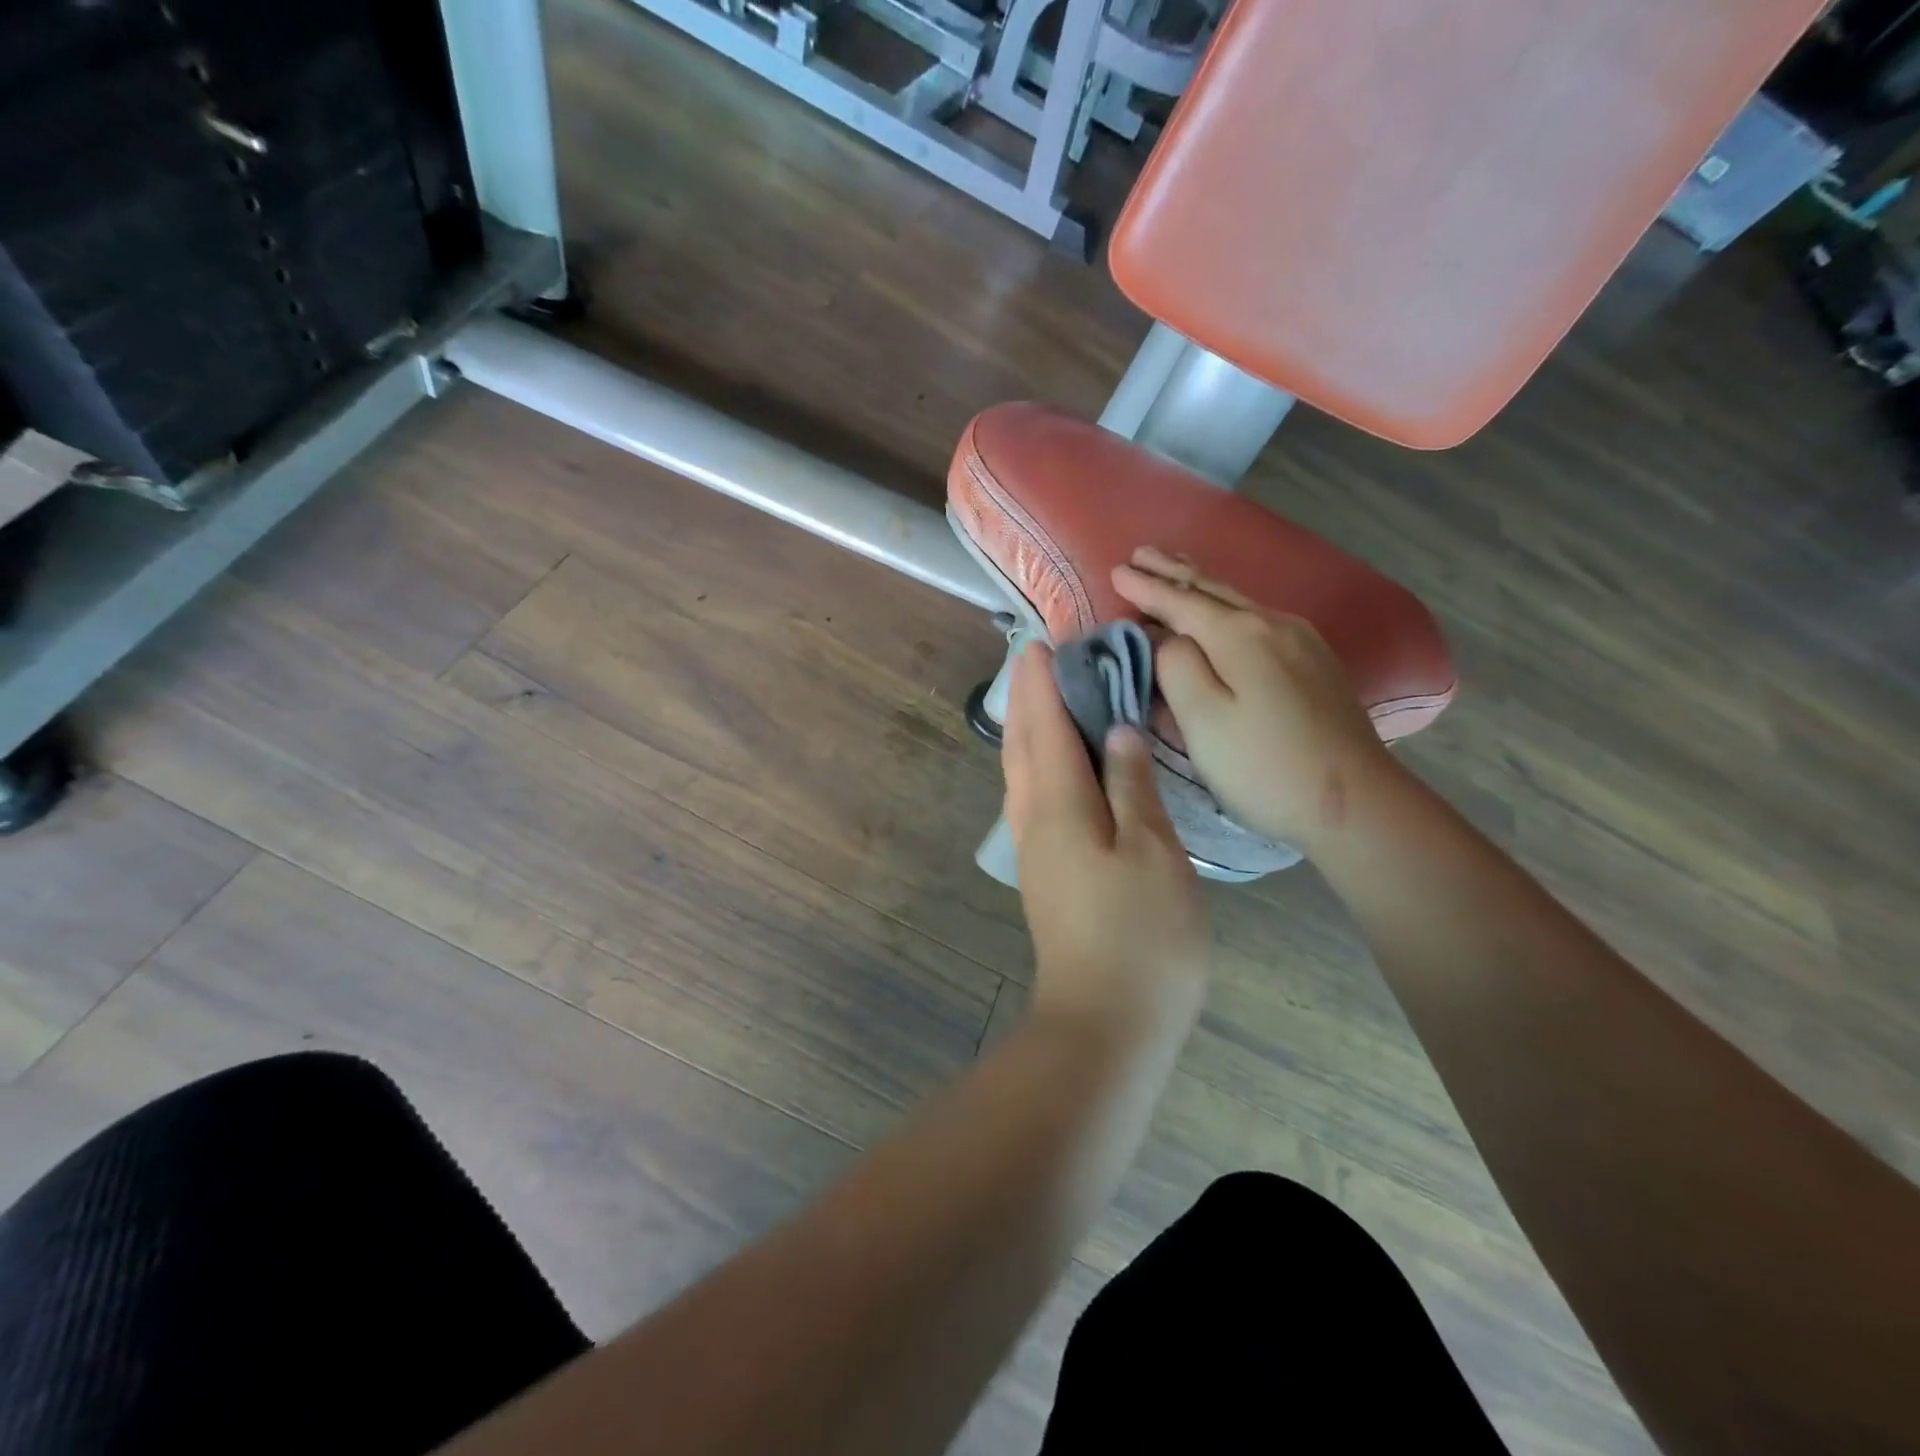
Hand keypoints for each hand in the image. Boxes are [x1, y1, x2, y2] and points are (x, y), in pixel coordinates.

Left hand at [1001, 643, 1210, 1052]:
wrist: (1106, 1021)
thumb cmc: (1141, 934)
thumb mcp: (1153, 850)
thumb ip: (1132, 784)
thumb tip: (1117, 732)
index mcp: (1058, 805)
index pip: (1046, 727)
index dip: (1043, 684)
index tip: (1041, 644)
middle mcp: (1034, 820)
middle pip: (1025, 746)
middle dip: (1029, 701)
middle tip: (1038, 661)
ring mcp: (1035, 850)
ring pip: (1023, 774)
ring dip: (1029, 732)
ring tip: (1045, 702)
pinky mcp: (1046, 873)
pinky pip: (1033, 799)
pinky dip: (1039, 766)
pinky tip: (1057, 768)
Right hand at [1112, 546, 1398, 851]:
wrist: (1355, 801)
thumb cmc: (1263, 766)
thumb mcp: (1203, 720)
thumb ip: (1175, 667)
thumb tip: (1166, 637)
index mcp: (1239, 635)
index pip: (1180, 601)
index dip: (1145, 588)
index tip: (1116, 570)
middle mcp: (1272, 624)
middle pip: (1212, 590)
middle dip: (1173, 572)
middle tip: (1141, 553)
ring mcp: (1300, 641)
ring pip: (1238, 601)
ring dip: (1200, 584)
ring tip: (1175, 568)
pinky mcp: (1315, 662)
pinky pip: (1257, 618)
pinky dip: (1226, 606)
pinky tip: (1224, 611)